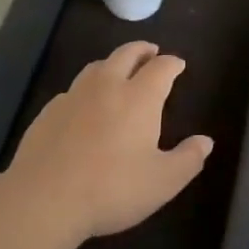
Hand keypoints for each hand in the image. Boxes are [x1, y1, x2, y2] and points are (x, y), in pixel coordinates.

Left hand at [5, 41, 211, 242]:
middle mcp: (107, 86)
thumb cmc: (112, 189)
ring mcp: (74, 96)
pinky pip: (73, 90)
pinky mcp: (49, 111)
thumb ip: (188, 159)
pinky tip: (85, 105)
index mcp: (139, 98)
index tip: (178, 64)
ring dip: (113, 64)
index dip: (172, 63)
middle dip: (142, 50)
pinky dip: (86, 89)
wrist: (43, 198)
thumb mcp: (162, 182)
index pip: (161, 68)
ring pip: (97, 67)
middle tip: (151, 52)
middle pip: (127, 54)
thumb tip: (205, 141)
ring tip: (119, 72)